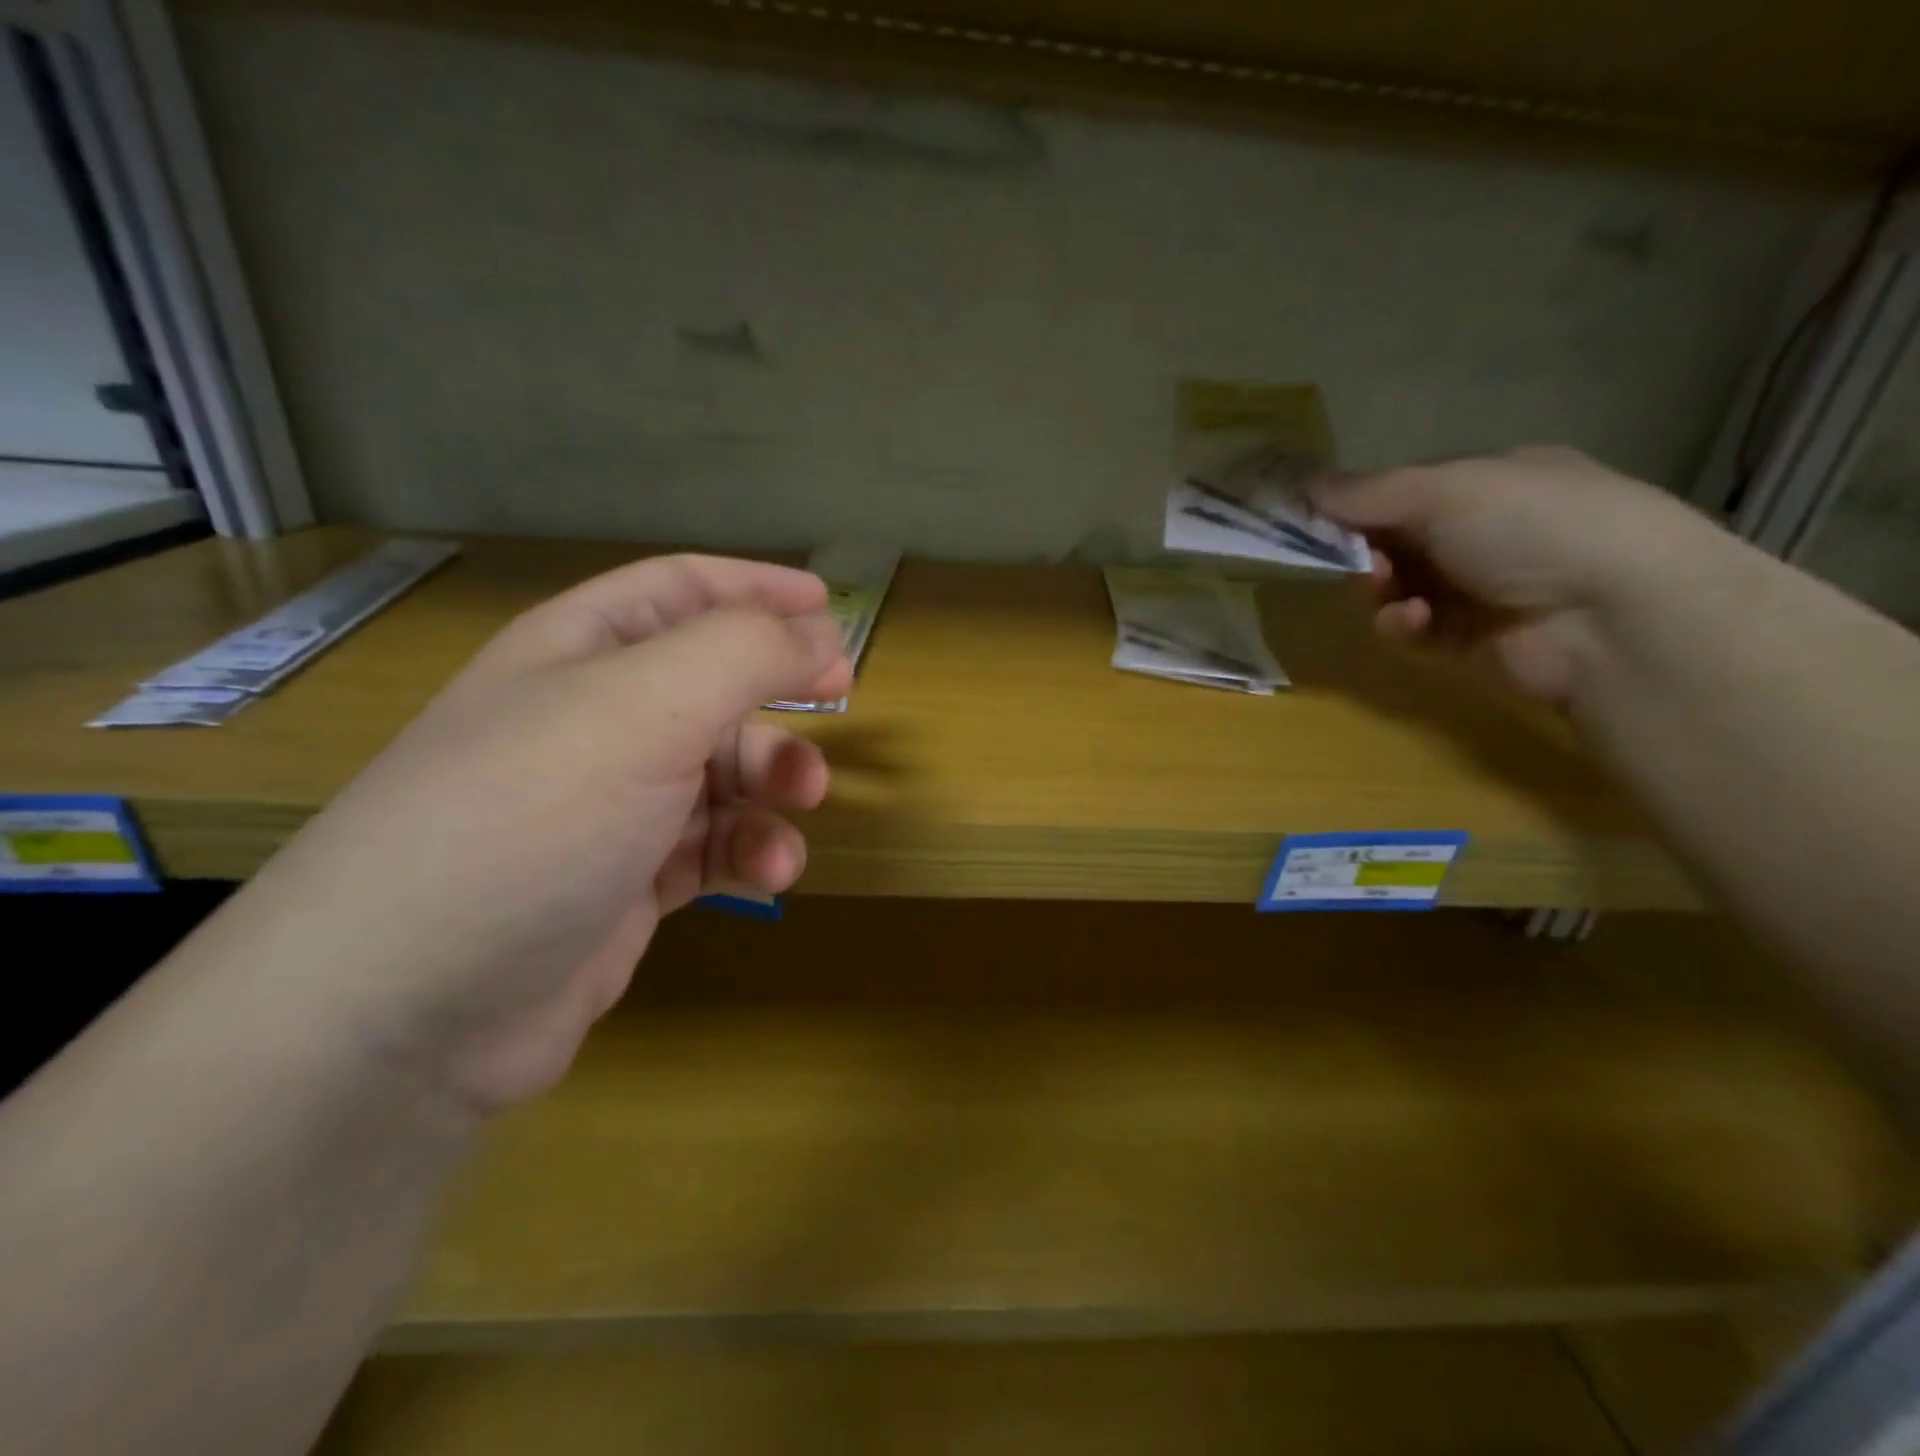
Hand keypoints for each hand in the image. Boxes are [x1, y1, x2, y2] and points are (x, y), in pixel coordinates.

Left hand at [201, 555, 851, 1114]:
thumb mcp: (648, 705)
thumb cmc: (535, 815)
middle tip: (837, 706)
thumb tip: (820, 636)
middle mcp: (593, 719)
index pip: (683, 590)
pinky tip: (769, 872)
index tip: (830, 605)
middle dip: (778, 694)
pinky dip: (750, 851)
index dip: (756, 586)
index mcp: (582, 650)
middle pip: (713, 684)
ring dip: (774, 783)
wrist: (412, 1007)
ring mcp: (609, 805)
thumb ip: (747, 652)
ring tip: (800, 804)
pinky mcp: (627, 881)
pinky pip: (712, 845)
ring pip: (723, 771)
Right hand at [1313, 447, 1729, 702]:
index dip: (1359, 505)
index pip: (1405, 491)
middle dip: (1365, 551)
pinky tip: (1415, 621)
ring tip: (1386, 591)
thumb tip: (1304, 486)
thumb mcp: (1446, 490)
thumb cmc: (1532, 526)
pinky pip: (1414, 630)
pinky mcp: (1469, 642)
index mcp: (1492, 481)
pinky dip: (1404, 625)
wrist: (1614, 616)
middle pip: (1394, 542)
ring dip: (1380, 589)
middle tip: (1356, 560)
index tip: (1317, 519)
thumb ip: (1368, 493)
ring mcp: (1480, 589)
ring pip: (1397, 588)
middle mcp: (1486, 532)